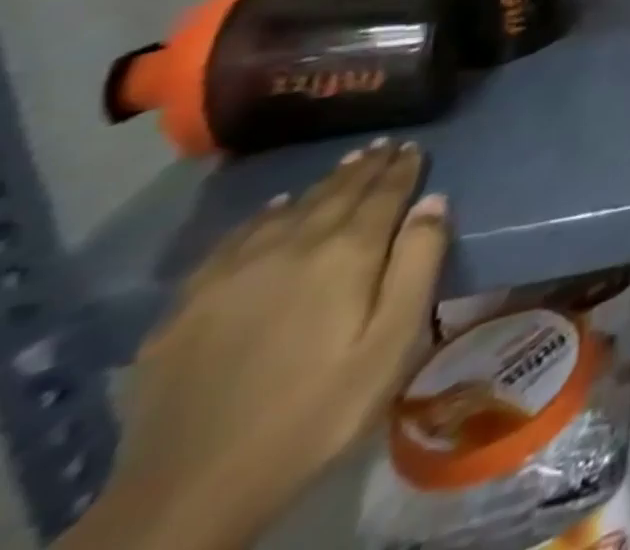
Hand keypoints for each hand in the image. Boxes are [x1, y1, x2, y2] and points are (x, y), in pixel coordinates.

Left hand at [65, 142, 447, 549]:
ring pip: (291, 207)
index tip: (416, 147)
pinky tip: (274, 209)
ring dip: (324, 182)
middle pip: (338, 193)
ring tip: (346, 164)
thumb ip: (419, 265)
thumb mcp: (392, 343)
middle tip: (385, 145)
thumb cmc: (317, 412)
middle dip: (367, 167)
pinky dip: (265, 214)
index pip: (385, 194)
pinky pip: (237, 237)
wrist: (189, 490)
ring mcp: (235, 272)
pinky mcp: (191, 302)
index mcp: (348, 253)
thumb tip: (435, 201)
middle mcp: (294, 245)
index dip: (404, 169)